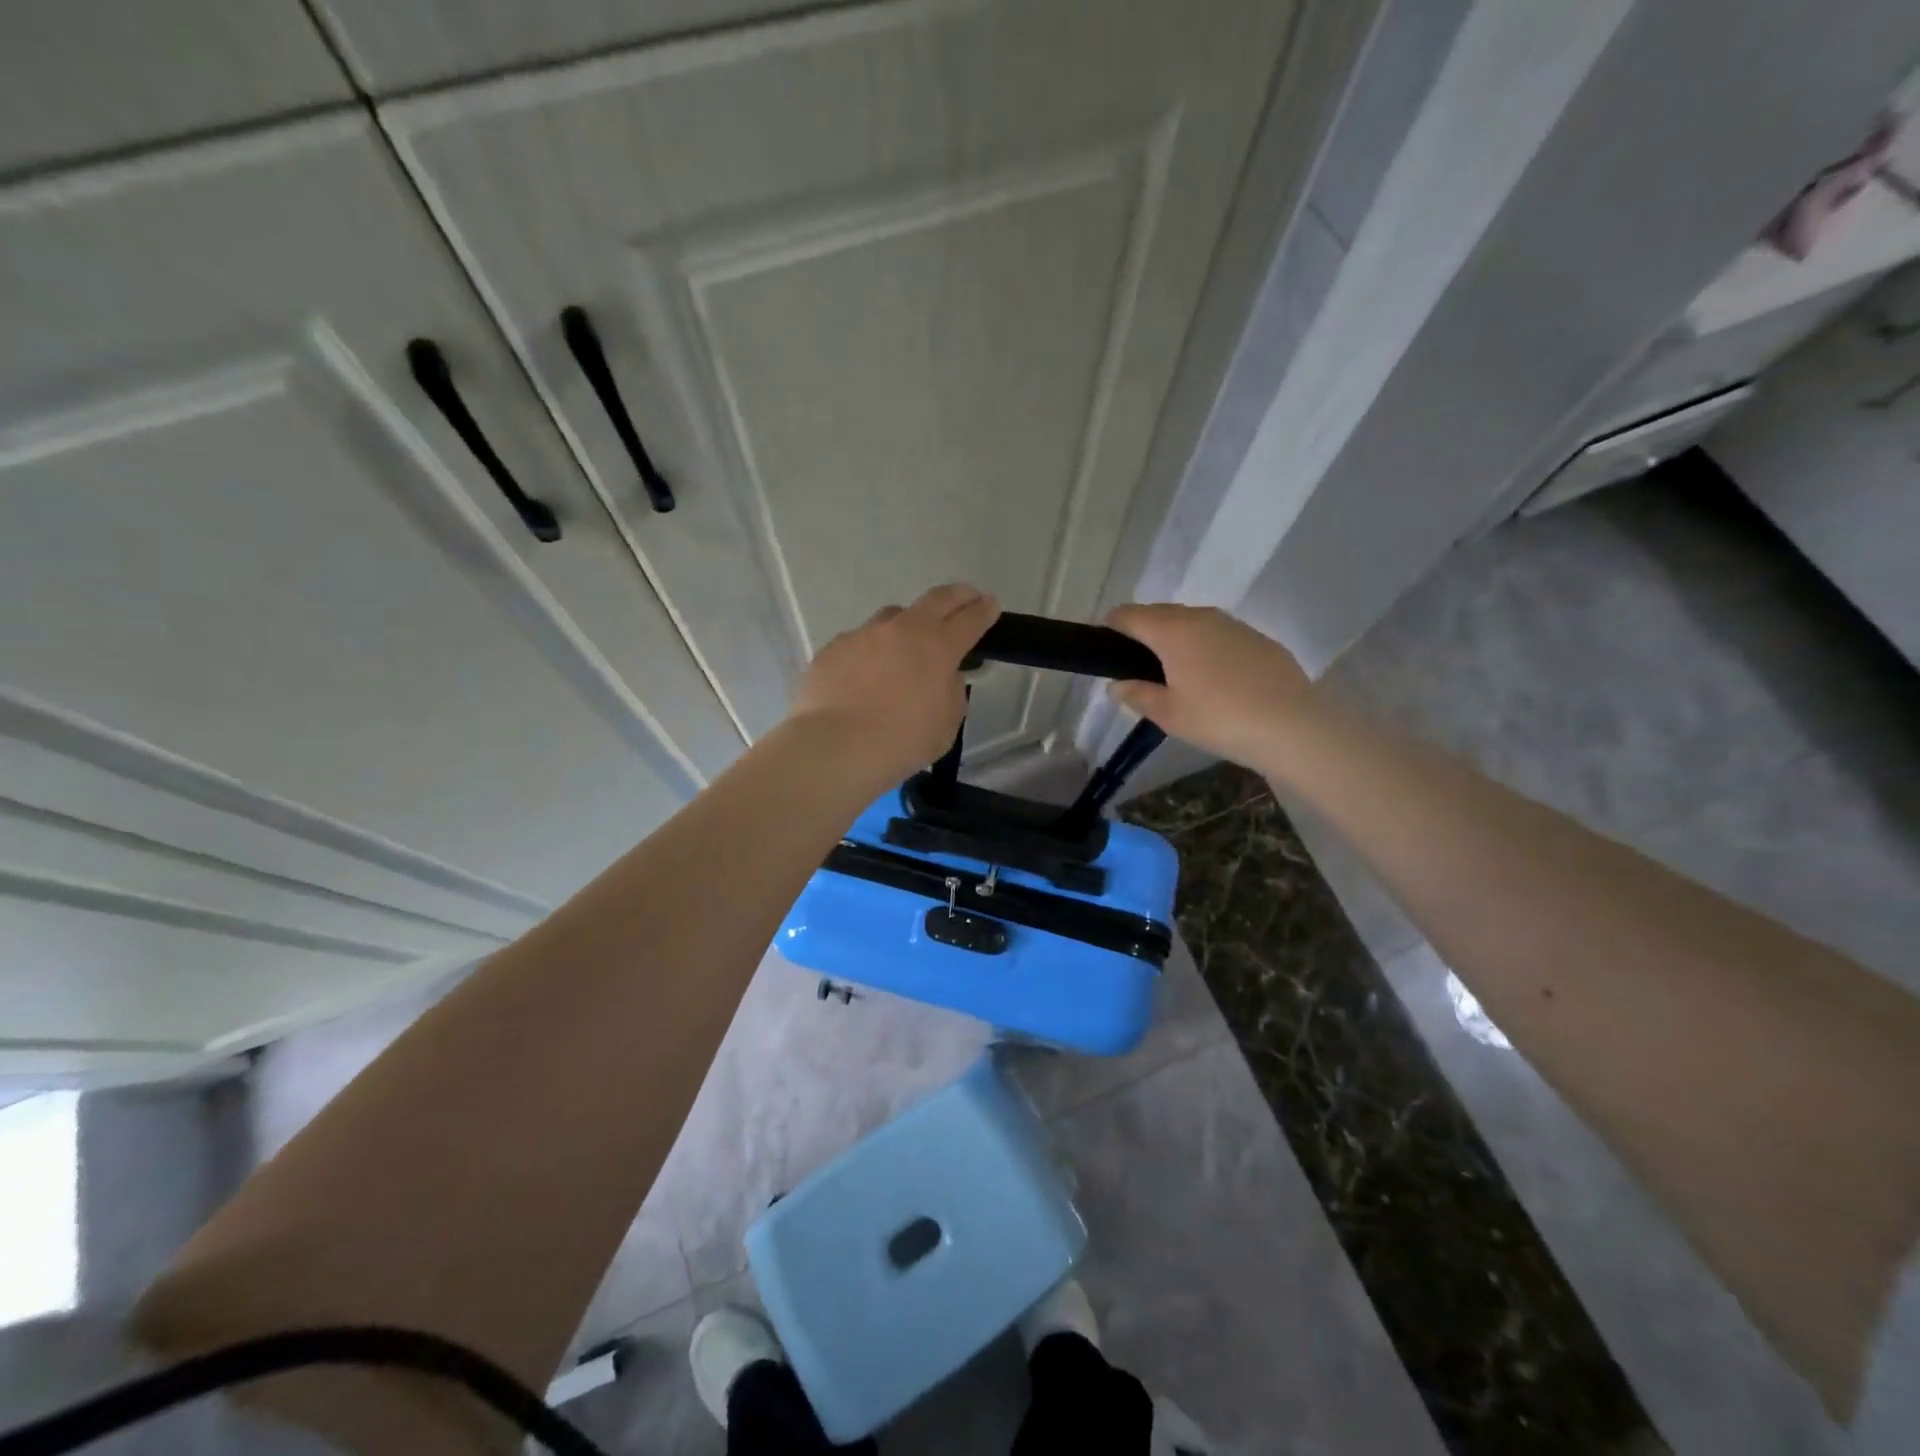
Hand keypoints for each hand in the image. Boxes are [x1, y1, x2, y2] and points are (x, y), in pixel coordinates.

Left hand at [790, 584, 1000, 782]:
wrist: (836, 747)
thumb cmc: (902, 742)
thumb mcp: (947, 723)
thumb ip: (951, 692)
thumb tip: (942, 677)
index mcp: (938, 647)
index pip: (970, 620)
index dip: (984, 611)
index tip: (991, 605)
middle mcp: (902, 630)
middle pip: (936, 600)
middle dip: (957, 596)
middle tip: (966, 597)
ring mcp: (863, 635)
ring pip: (892, 617)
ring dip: (907, 624)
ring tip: (907, 642)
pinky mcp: (833, 648)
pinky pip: (859, 643)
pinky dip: (870, 652)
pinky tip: (865, 675)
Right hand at [1104, 603, 1321, 768]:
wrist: (1292, 726)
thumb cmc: (1218, 719)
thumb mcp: (1168, 714)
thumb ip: (1137, 695)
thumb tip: (1116, 685)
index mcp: (1172, 631)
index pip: (1130, 615)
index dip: (1111, 626)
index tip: (1104, 644)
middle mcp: (1202, 617)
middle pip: (1161, 613)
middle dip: (1144, 631)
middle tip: (1136, 663)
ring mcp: (1234, 625)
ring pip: (1193, 622)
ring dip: (1177, 638)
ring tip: (1174, 672)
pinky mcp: (1260, 639)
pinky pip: (1220, 635)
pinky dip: (1207, 647)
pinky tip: (1213, 678)